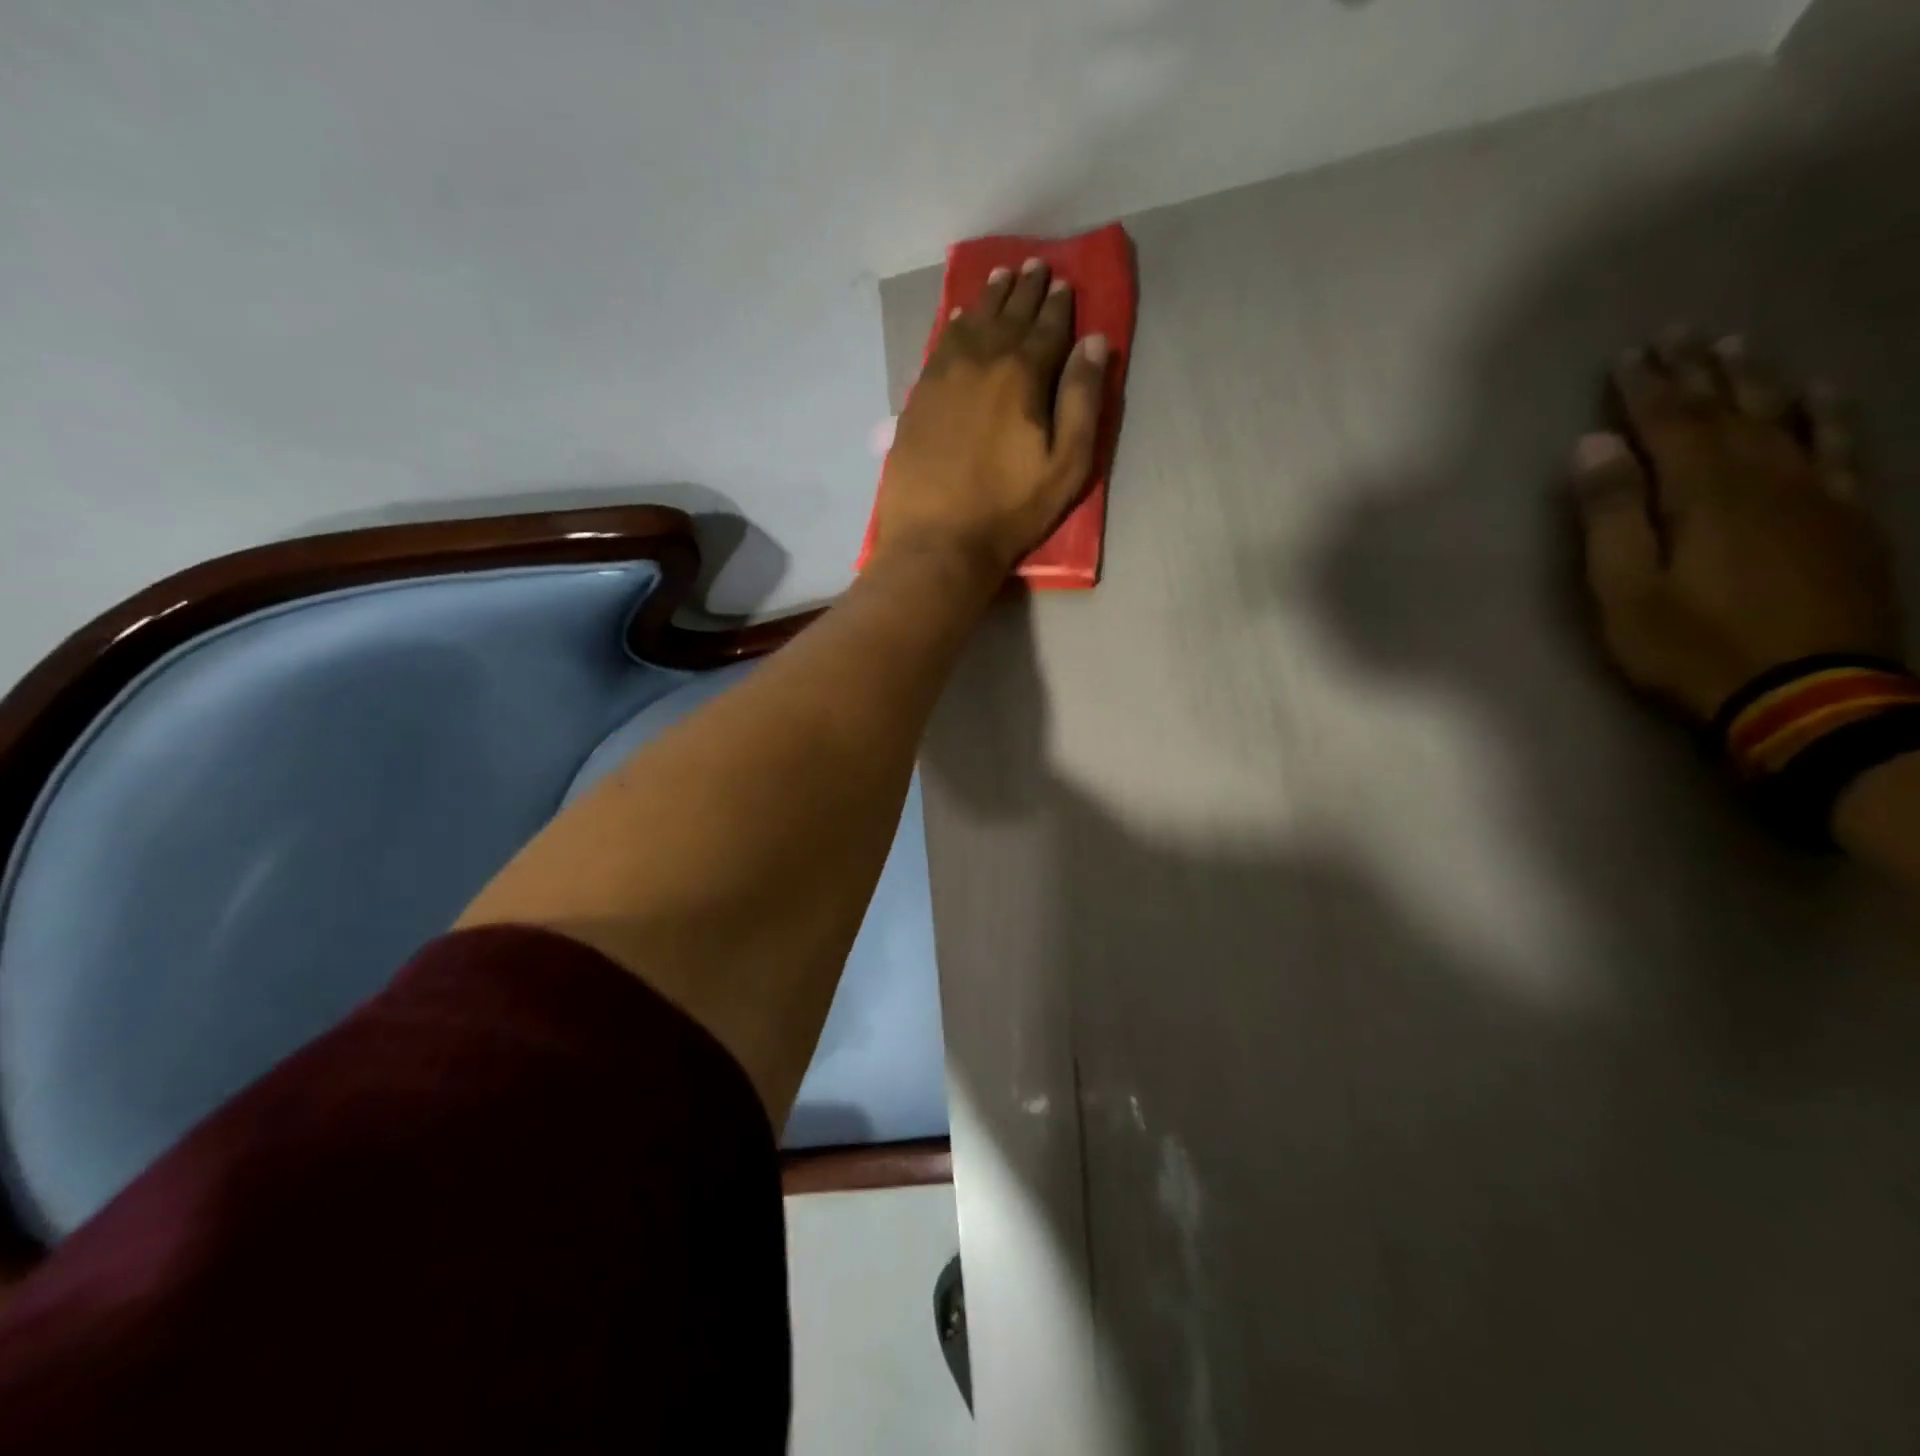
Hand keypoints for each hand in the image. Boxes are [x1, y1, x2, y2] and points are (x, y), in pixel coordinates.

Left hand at [873, 257, 1107, 583]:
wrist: (938, 539)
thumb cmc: (1009, 509)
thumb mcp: (1065, 465)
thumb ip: (1082, 400)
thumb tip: (1094, 342)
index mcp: (1023, 374)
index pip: (1048, 327)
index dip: (1060, 305)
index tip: (1065, 283)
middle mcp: (982, 361)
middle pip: (1009, 315)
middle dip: (1026, 289)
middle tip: (1035, 265)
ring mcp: (944, 375)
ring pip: (973, 321)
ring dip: (991, 297)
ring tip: (1002, 277)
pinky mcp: (919, 396)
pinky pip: (941, 343)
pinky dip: (956, 323)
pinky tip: (961, 317)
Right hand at [1573, 331, 1902, 720]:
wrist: (1808, 695)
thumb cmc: (1692, 646)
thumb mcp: (1625, 589)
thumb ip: (1611, 515)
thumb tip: (1593, 447)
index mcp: (1703, 494)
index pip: (1669, 425)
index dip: (1645, 390)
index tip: (1628, 356)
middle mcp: (1765, 478)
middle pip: (1728, 412)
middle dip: (1699, 373)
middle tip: (1681, 334)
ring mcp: (1816, 496)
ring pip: (1784, 420)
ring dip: (1757, 383)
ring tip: (1739, 348)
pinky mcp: (1846, 520)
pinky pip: (1840, 451)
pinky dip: (1828, 417)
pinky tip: (1821, 396)